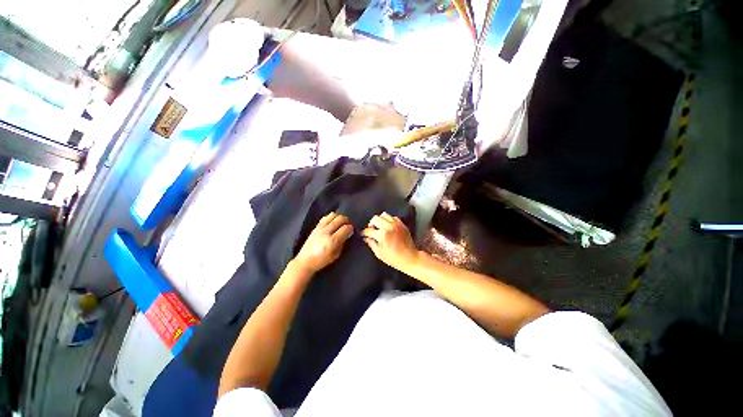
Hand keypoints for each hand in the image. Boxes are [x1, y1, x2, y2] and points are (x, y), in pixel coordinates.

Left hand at [294, 212, 353, 274]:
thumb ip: (342, 243)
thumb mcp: (336, 255)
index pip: (345, 228)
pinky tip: (333, 222)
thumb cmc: (322, 260)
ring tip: (341, 222)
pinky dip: (331, 217)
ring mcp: (320, 228)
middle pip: (340, 219)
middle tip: (348, 225)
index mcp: (332, 241)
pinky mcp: (316, 226)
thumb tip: (347, 234)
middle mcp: (326, 232)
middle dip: (347, 221)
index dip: (351, 229)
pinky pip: (325, 217)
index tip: (352, 231)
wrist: (305, 261)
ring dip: (339, 217)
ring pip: (333, 215)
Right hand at [362, 212, 418, 270]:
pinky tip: (388, 226)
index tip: (363, 235)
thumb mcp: (379, 253)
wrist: (410, 258)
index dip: (364, 233)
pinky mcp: (402, 224)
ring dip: (380, 220)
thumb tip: (365, 238)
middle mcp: (389, 226)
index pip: (369, 230)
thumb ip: (371, 243)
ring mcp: (396, 224)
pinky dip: (389, 220)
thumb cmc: (393, 258)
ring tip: (380, 227)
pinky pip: (393, 217)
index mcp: (382, 235)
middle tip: (371, 230)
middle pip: (375, 218)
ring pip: (384, 215)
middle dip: (371, 224)